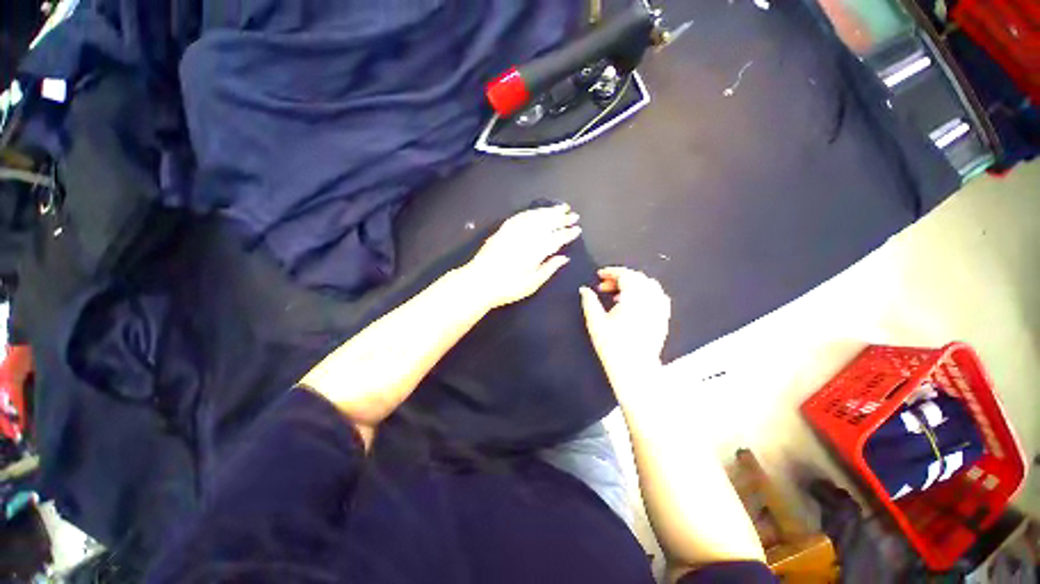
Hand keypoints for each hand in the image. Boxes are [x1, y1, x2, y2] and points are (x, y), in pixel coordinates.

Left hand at [463, 205, 581, 308]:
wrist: (479, 282)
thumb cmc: (507, 288)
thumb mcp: (532, 284)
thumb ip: (549, 268)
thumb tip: (564, 258)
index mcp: (535, 251)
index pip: (556, 238)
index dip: (568, 233)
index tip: (577, 229)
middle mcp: (526, 237)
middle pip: (547, 223)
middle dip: (562, 218)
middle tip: (574, 215)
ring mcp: (513, 231)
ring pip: (535, 217)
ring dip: (549, 211)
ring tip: (560, 208)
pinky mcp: (503, 230)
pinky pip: (520, 216)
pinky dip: (531, 212)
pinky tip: (537, 212)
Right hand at [580, 267, 671, 398]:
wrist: (634, 369)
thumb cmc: (613, 346)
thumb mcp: (595, 322)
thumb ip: (589, 302)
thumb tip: (584, 289)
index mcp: (634, 297)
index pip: (625, 275)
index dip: (611, 272)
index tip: (600, 274)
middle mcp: (650, 299)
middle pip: (637, 278)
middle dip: (620, 278)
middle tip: (604, 286)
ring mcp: (659, 309)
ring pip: (649, 286)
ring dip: (633, 285)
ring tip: (617, 295)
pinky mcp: (663, 319)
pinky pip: (658, 297)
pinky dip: (645, 293)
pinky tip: (635, 303)